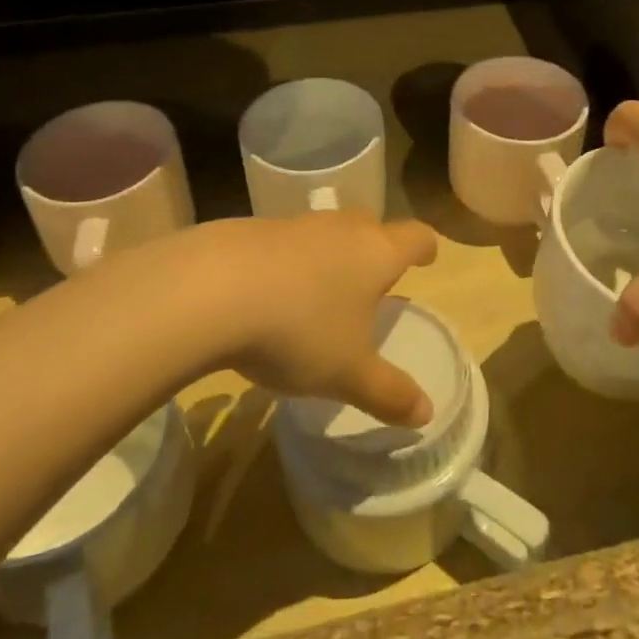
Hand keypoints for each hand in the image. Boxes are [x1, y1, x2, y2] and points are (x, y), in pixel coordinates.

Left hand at [190, 214, 439, 426]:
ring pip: (328, 232)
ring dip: (332, 255)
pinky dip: (291, 262)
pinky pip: (287, 242)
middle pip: (372, 226)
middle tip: (376, 278)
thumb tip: (426, 414)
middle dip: (378, 248)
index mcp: (377, 253)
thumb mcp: (347, 374)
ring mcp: (297, 224)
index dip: (426, 247)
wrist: (211, 289)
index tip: (428, 257)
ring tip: (323, 291)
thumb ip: (388, 392)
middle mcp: (342, 229)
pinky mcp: (255, 229)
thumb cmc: (299, 330)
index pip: (416, 236)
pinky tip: (272, 293)